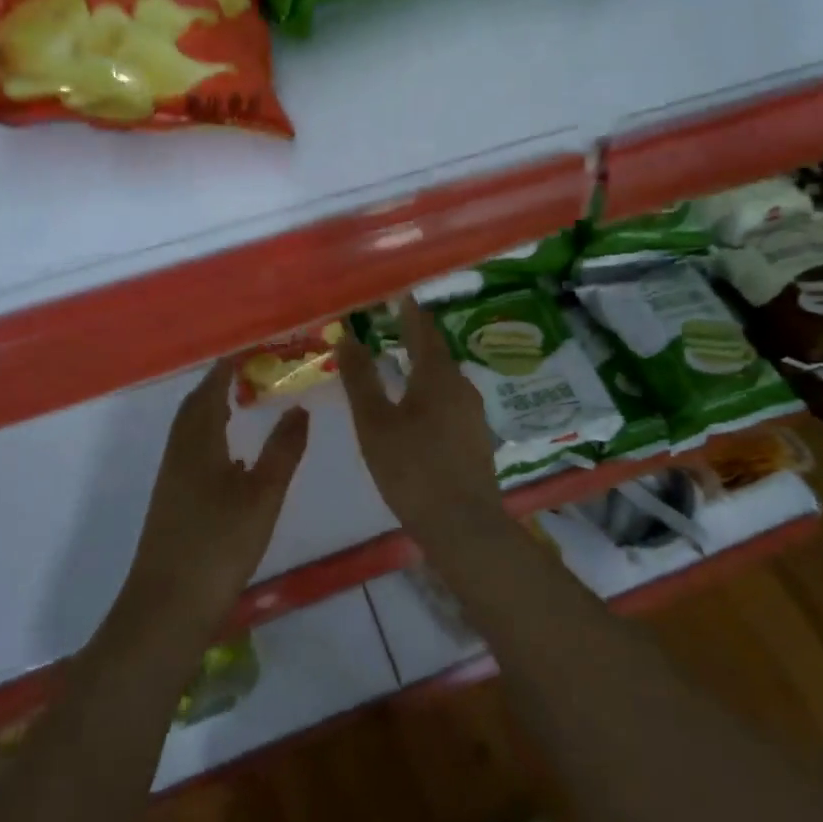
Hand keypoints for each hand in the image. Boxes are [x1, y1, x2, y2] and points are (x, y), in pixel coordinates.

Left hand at [123, 359, 309, 635]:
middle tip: (245, 373)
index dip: (225, 368)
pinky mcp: (170, 504)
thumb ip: (283, 451)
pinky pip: (188, 453)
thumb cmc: (218, 546)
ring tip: (238, 405)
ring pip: (188, 432)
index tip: (247, 351)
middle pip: (193, 408)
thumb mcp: (262, 496)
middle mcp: (179, 454)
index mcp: (198, 443)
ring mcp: (171, 480)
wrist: (167, 608)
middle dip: (215, 386)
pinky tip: (228, 459)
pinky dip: (207, 439)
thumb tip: (299, 408)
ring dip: (209, 411)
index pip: (209, 391)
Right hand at [334, 298, 503, 538]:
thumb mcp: (375, 422)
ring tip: (399, 362)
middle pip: (437, 352)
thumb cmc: (412, 469)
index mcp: (437, 376)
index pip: (423, 329)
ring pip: (444, 378)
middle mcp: (461, 387)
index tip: (396, 295)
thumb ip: (360, 378)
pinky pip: (450, 400)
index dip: (409, 311)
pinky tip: (417, 406)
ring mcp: (473, 414)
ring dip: (423, 365)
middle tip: (391, 325)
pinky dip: (430, 391)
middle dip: (415, 337)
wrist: (463, 526)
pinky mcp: (476, 438)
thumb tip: (346, 337)